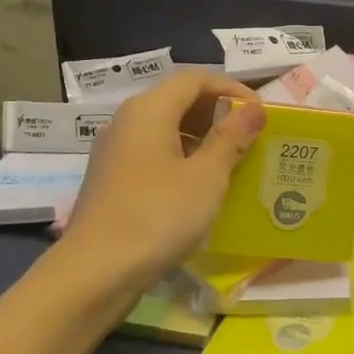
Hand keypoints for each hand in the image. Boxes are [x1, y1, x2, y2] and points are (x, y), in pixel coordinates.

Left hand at [60, 71, 265, 290]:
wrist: (94, 274)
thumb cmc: (157, 216)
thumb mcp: (206, 176)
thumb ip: (231, 138)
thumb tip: (254, 109)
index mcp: (149, 110)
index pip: (195, 79)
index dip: (231, 89)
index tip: (260, 113)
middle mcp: (128, 121)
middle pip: (178, 100)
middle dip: (217, 113)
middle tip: (249, 137)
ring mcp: (116, 152)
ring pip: (166, 129)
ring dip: (202, 138)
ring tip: (232, 161)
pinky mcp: (113, 181)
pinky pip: (154, 154)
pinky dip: (182, 159)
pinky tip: (201, 187)